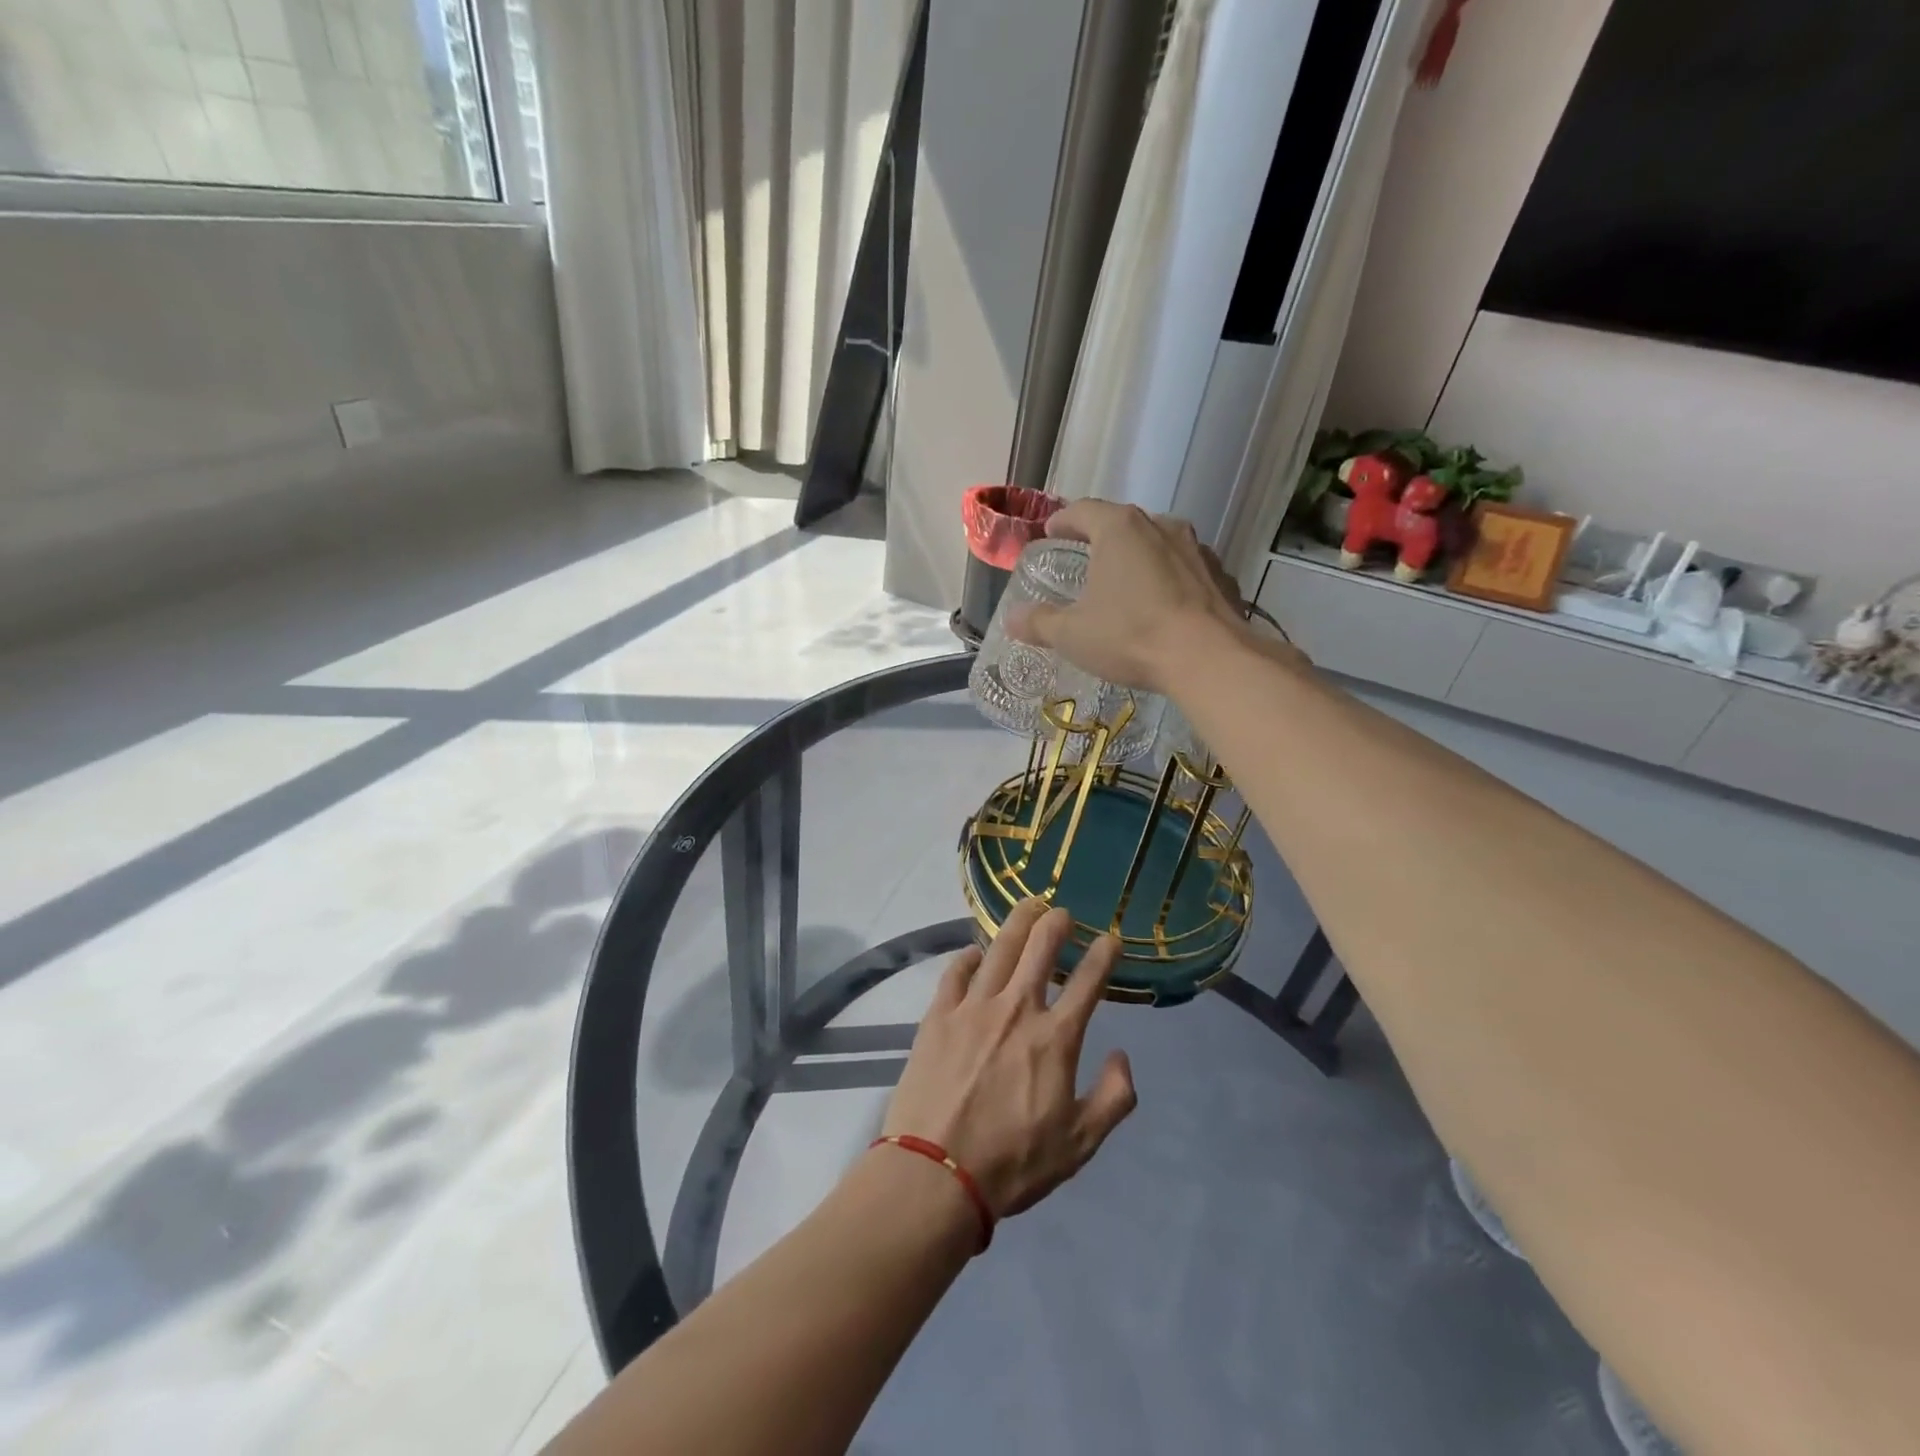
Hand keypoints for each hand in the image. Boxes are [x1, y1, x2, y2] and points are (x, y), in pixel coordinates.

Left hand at [882, 900, 1136, 1217]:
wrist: (935, 1174)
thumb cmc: (1013, 1163)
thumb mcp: (1079, 1145)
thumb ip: (1113, 1098)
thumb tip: (1122, 1055)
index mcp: (1055, 1038)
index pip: (1088, 983)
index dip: (1103, 955)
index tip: (1110, 939)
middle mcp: (1017, 1009)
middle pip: (1040, 949)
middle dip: (1056, 923)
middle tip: (1062, 911)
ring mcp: (973, 1007)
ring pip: (999, 949)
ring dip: (1018, 923)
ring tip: (1028, 906)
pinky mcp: (938, 1015)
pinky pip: (956, 972)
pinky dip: (969, 957)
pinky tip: (975, 952)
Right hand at [1005, 500, 1253, 695]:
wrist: (1209, 658)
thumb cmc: (1131, 636)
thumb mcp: (1073, 634)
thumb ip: (1039, 623)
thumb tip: (1012, 619)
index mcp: (1119, 529)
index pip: (1082, 510)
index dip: (1063, 521)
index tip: (1051, 533)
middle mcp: (1160, 526)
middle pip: (1123, 523)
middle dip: (1102, 538)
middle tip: (1086, 559)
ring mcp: (1196, 549)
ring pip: (1158, 544)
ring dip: (1139, 558)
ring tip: (1126, 583)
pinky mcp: (1220, 576)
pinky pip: (1185, 570)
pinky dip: (1169, 580)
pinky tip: (1163, 606)